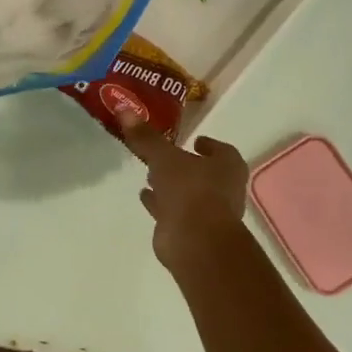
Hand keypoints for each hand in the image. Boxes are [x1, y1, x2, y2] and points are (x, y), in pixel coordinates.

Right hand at [123, 123, 251, 271]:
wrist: (196, 242)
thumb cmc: (190, 190)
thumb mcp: (164, 157)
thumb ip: (146, 137)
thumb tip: (124, 109)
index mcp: (227, 166)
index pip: (221, 150)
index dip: (208, 145)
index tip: (193, 140)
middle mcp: (223, 189)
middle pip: (203, 172)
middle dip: (184, 166)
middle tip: (165, 156)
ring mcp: (209, 213)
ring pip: (187, 194)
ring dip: (171, 186)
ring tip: (149, 174)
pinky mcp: (191, 232)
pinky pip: (174, 212)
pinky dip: (160, 204)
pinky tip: (144, 195)